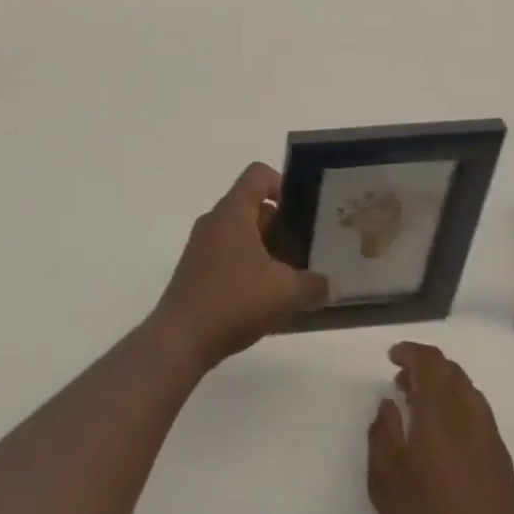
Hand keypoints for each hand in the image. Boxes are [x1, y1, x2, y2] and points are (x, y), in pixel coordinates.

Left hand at [151, 162, 329, 371]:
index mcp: (233, 212)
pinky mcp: (196, 269)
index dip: (282, 184)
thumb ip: (313, 285)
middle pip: (252, 207)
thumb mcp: (284, 293)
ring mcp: (202, 245)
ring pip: (241, 234)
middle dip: (281, 226)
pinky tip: (265, 297)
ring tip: (290, 277)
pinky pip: (228, 254)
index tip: (301, 212)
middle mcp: (214, 220)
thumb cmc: (234, 300)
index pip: (257, 175)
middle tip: (305, 250)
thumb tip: (331, 285)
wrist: (181, 337)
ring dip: (266, 249)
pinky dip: (249, 266)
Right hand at [370, 343, 513, 513]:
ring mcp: (492, 442)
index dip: (410, 352)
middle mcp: (470, 418)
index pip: (430, 361)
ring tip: (421, 410)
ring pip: (469, 393)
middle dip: (426, 367)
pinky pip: (479, 417)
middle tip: (402, 383)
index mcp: (441, 413)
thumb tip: (389, 406)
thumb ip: (382, 434)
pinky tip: (444, 441)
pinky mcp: (504, 467)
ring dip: (444, 388)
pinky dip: (459, 410)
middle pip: (452, 372)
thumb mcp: (386, 482)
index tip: (391, 358)